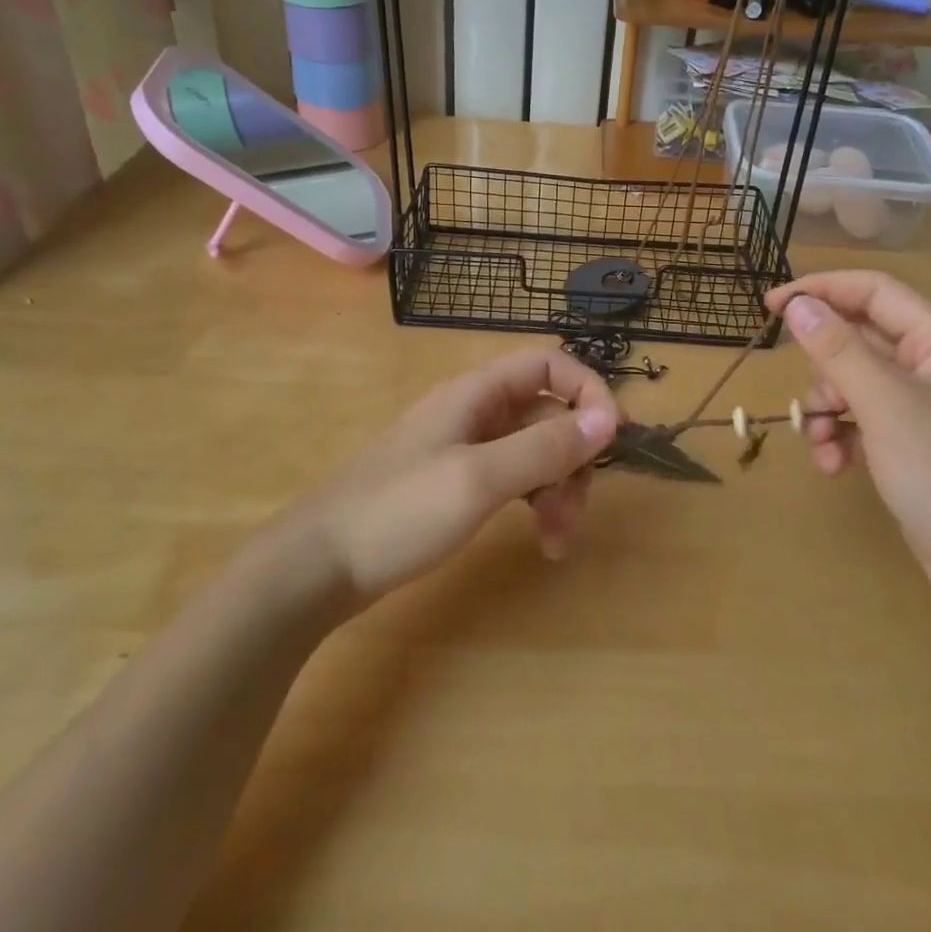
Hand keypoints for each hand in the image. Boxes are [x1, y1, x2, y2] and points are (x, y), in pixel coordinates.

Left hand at [302, 347, 619, 601]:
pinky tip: (540, 540)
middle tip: (576, 511)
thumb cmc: (398, 512)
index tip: (614, 437)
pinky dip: (535, 503)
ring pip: (535, 451)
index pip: (549, 364)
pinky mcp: (457, 483)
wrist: (316, 566)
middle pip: (548, 414)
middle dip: (574, 458)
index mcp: (477, 394)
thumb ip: (546, 447)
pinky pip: (514, 478)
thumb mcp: (480, 478)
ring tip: (557, 540)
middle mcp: (475, 412)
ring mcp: (465, 449)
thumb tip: (611, 418)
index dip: (588, 391)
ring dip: (559, 488)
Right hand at [766, 272, 930, 631]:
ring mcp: (925, 409)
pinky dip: (842, 436)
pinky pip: (864, 422)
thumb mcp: (885, 405)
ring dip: (828, 409)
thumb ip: (838, 350)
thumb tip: (797, 305)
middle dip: (825, 369)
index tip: (772, 306)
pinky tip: (835, 465)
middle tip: (811, 399)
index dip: (821, 290)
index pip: (874, 292)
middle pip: (861, 340)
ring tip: (822, 442)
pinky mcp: (914, 446)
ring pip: (856, 384)